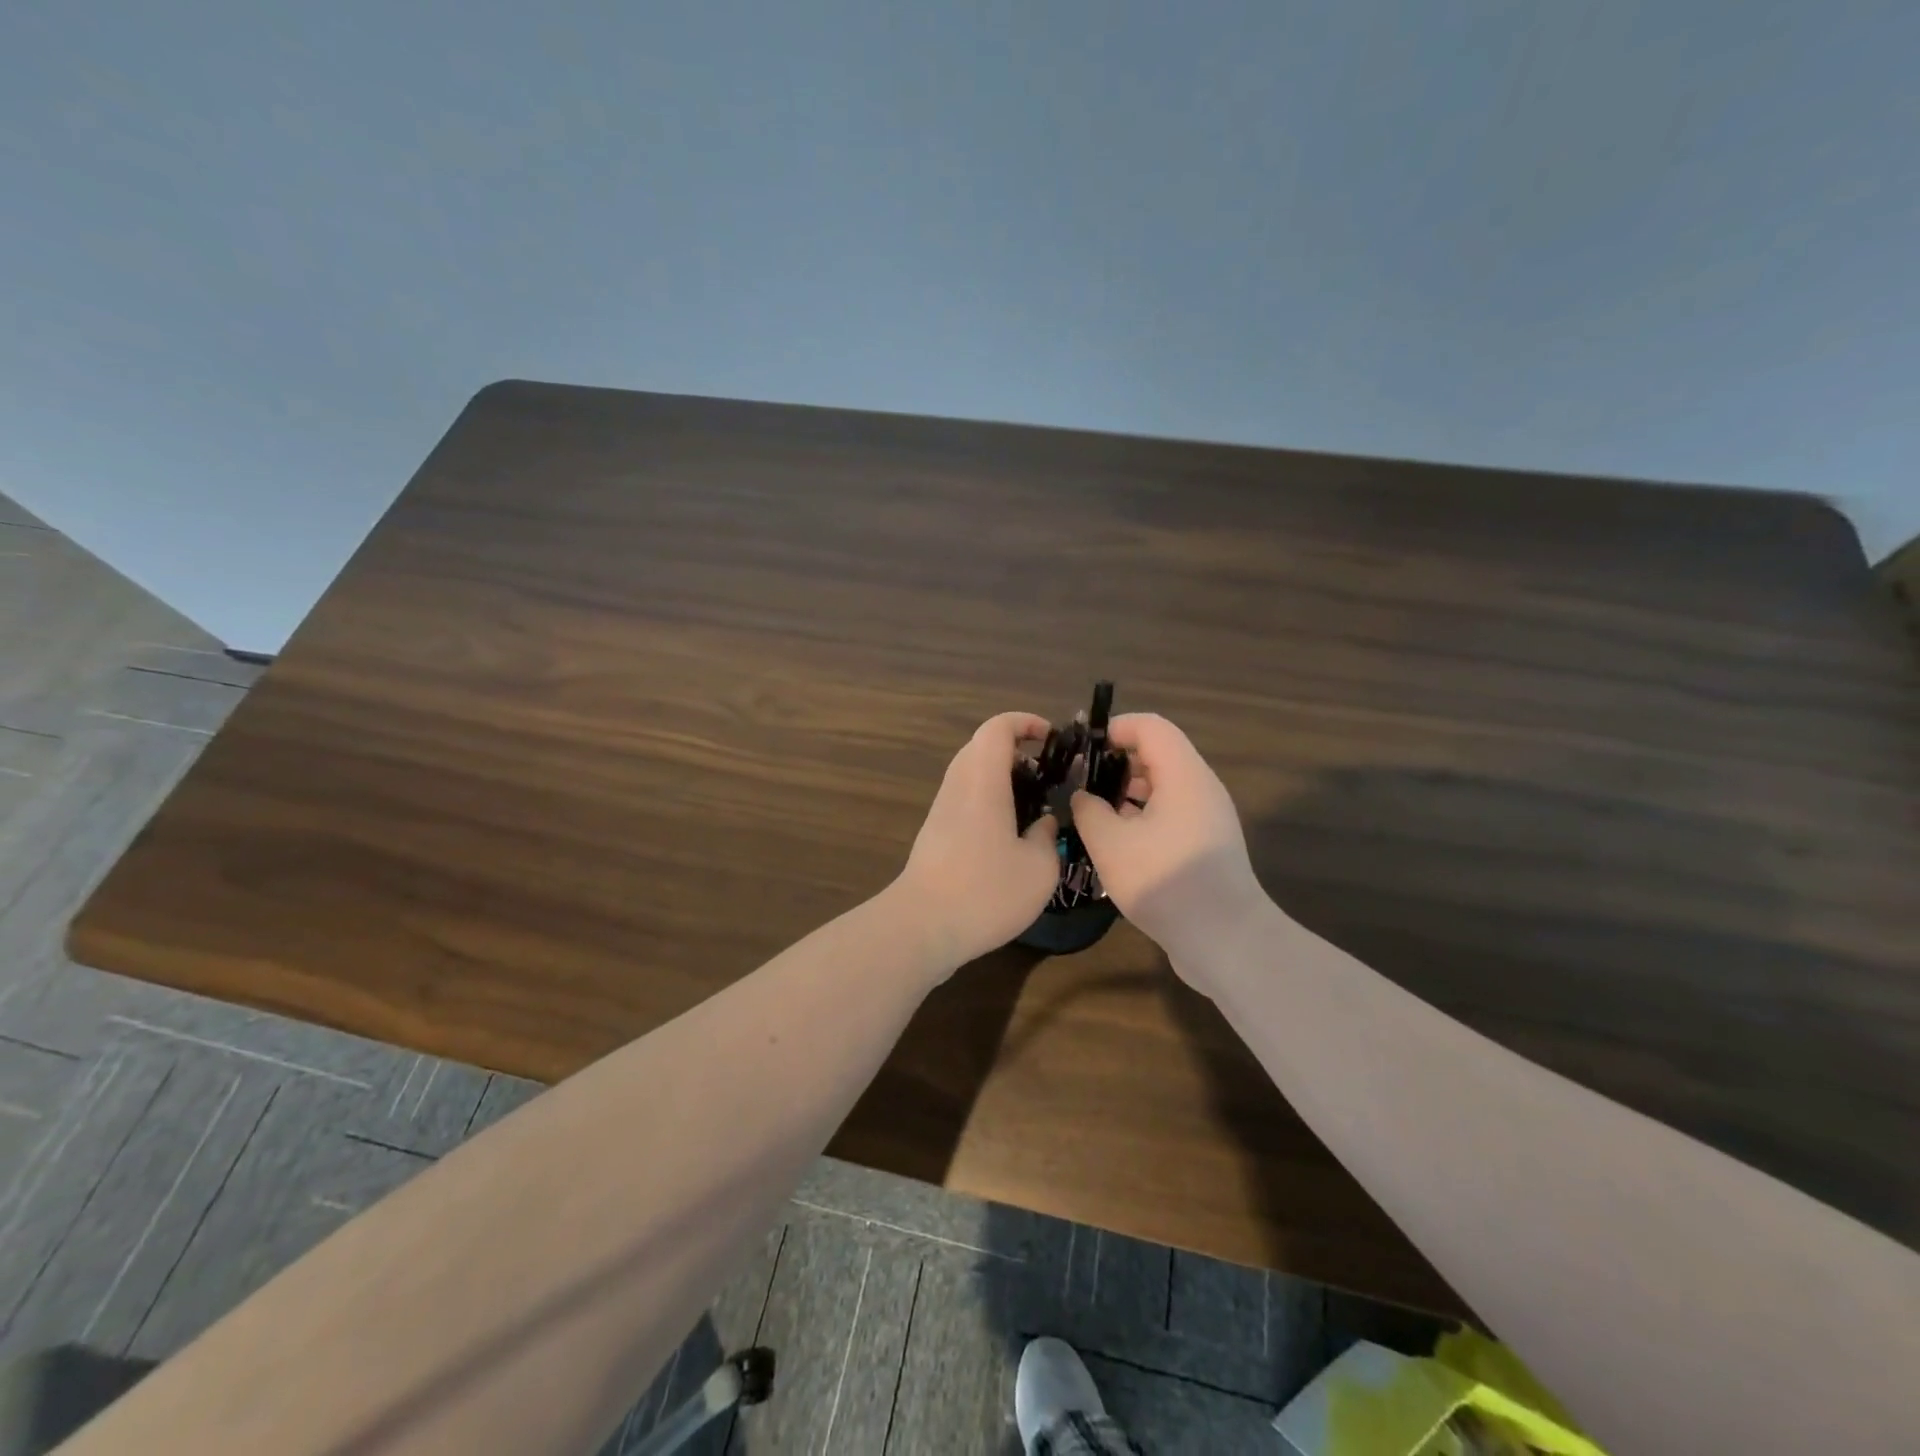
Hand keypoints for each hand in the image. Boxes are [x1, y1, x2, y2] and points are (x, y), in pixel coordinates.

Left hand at [894, 712, 1060, 972]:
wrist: (922, 927)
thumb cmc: (985, 892)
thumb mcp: (1039, 869)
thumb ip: (1047, 837)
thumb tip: (1043, 824)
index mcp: (982, 781)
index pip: (997, 728)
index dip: (1024, 722)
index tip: (1051, 738)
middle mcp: (957, 786)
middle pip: (982, 747)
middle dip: (1017, 752)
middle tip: (1048, 776)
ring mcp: (941, 809)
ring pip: (972, 774)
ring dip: (1003, 778)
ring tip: (1034, 807)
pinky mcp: (935, 833)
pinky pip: (965, 798)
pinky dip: (990, 800)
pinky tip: (1010, 835)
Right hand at [1071, 713, 1270, 992]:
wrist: (1225, 940)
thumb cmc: (1164, 880)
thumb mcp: (1110, 843)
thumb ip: (1089, 809)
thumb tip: (1083, 796)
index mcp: (1183, 775)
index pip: (1150, 726)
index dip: (1114, 729)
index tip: (1082, 751)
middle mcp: (1201, 788)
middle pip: (1157, 754)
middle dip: (1116, 763)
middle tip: (1081, 784)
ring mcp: (1207, 818)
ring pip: (1163, 787)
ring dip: (1128, 793)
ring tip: (1093, 815)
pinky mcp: (1206, 845)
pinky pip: (1171, 814)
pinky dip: (1143, 816)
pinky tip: (1117, 843)